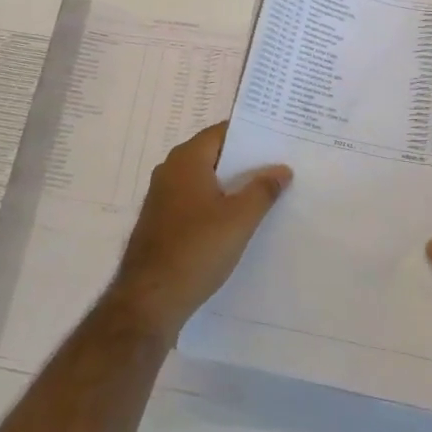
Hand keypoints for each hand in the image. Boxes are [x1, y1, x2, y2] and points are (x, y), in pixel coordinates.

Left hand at [106, 122, 291, 345]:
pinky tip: (237, 220)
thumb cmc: (196, 249)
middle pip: (213, 154)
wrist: (150, 299)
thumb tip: (281, 169)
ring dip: (230, 184)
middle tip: (279, 165)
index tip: (278, 139)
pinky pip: (194, 200)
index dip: (250, 134)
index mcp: (186, 159)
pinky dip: (215, 202)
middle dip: (244, 160)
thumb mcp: (239, 219)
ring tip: (265, 192)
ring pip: (204, 179)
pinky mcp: (161, 221)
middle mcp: (170, 170)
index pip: (222, 132)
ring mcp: (162, 196)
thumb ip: (262, 190)